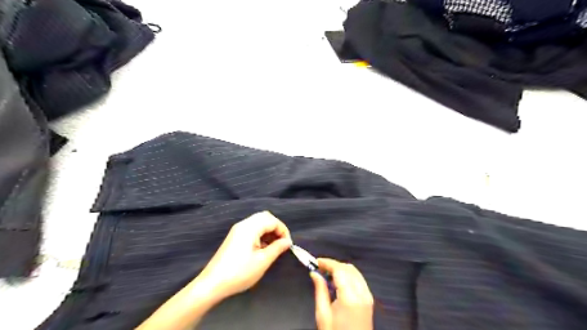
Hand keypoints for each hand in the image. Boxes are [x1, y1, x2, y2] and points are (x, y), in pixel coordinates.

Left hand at [198, 212, 291, 298]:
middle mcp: (243, 224)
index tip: (288, 244)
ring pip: (258, 222)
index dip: (283, 230)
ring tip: (274, 246)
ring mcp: (237, 230)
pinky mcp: (234, 237)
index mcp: (250, 227)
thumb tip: (287, 241)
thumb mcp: (262, 261)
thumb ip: (277, 248)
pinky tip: (262, 248)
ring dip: (268, 231)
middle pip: (265, 217)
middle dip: (276, 228)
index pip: (272, 220)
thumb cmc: (240, 272)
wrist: (213, 283)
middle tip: (282, 242)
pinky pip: (251, 229)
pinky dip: (260, 234)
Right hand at [309, 258, 372, 329]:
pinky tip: (338, 281)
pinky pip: (359, 279)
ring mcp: (368, 296)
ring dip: (341, 269)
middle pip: (348, 268)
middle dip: (334, 265)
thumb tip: (314, 273)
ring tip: (327, 274)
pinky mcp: (369, 300)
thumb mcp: (323, 315)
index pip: (339, 270)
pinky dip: (348, 275)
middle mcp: (362, 293)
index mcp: (350, 297)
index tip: (316, 261)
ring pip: (355, 272)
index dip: (327, 262)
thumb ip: (320, 290)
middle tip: (320, 268)